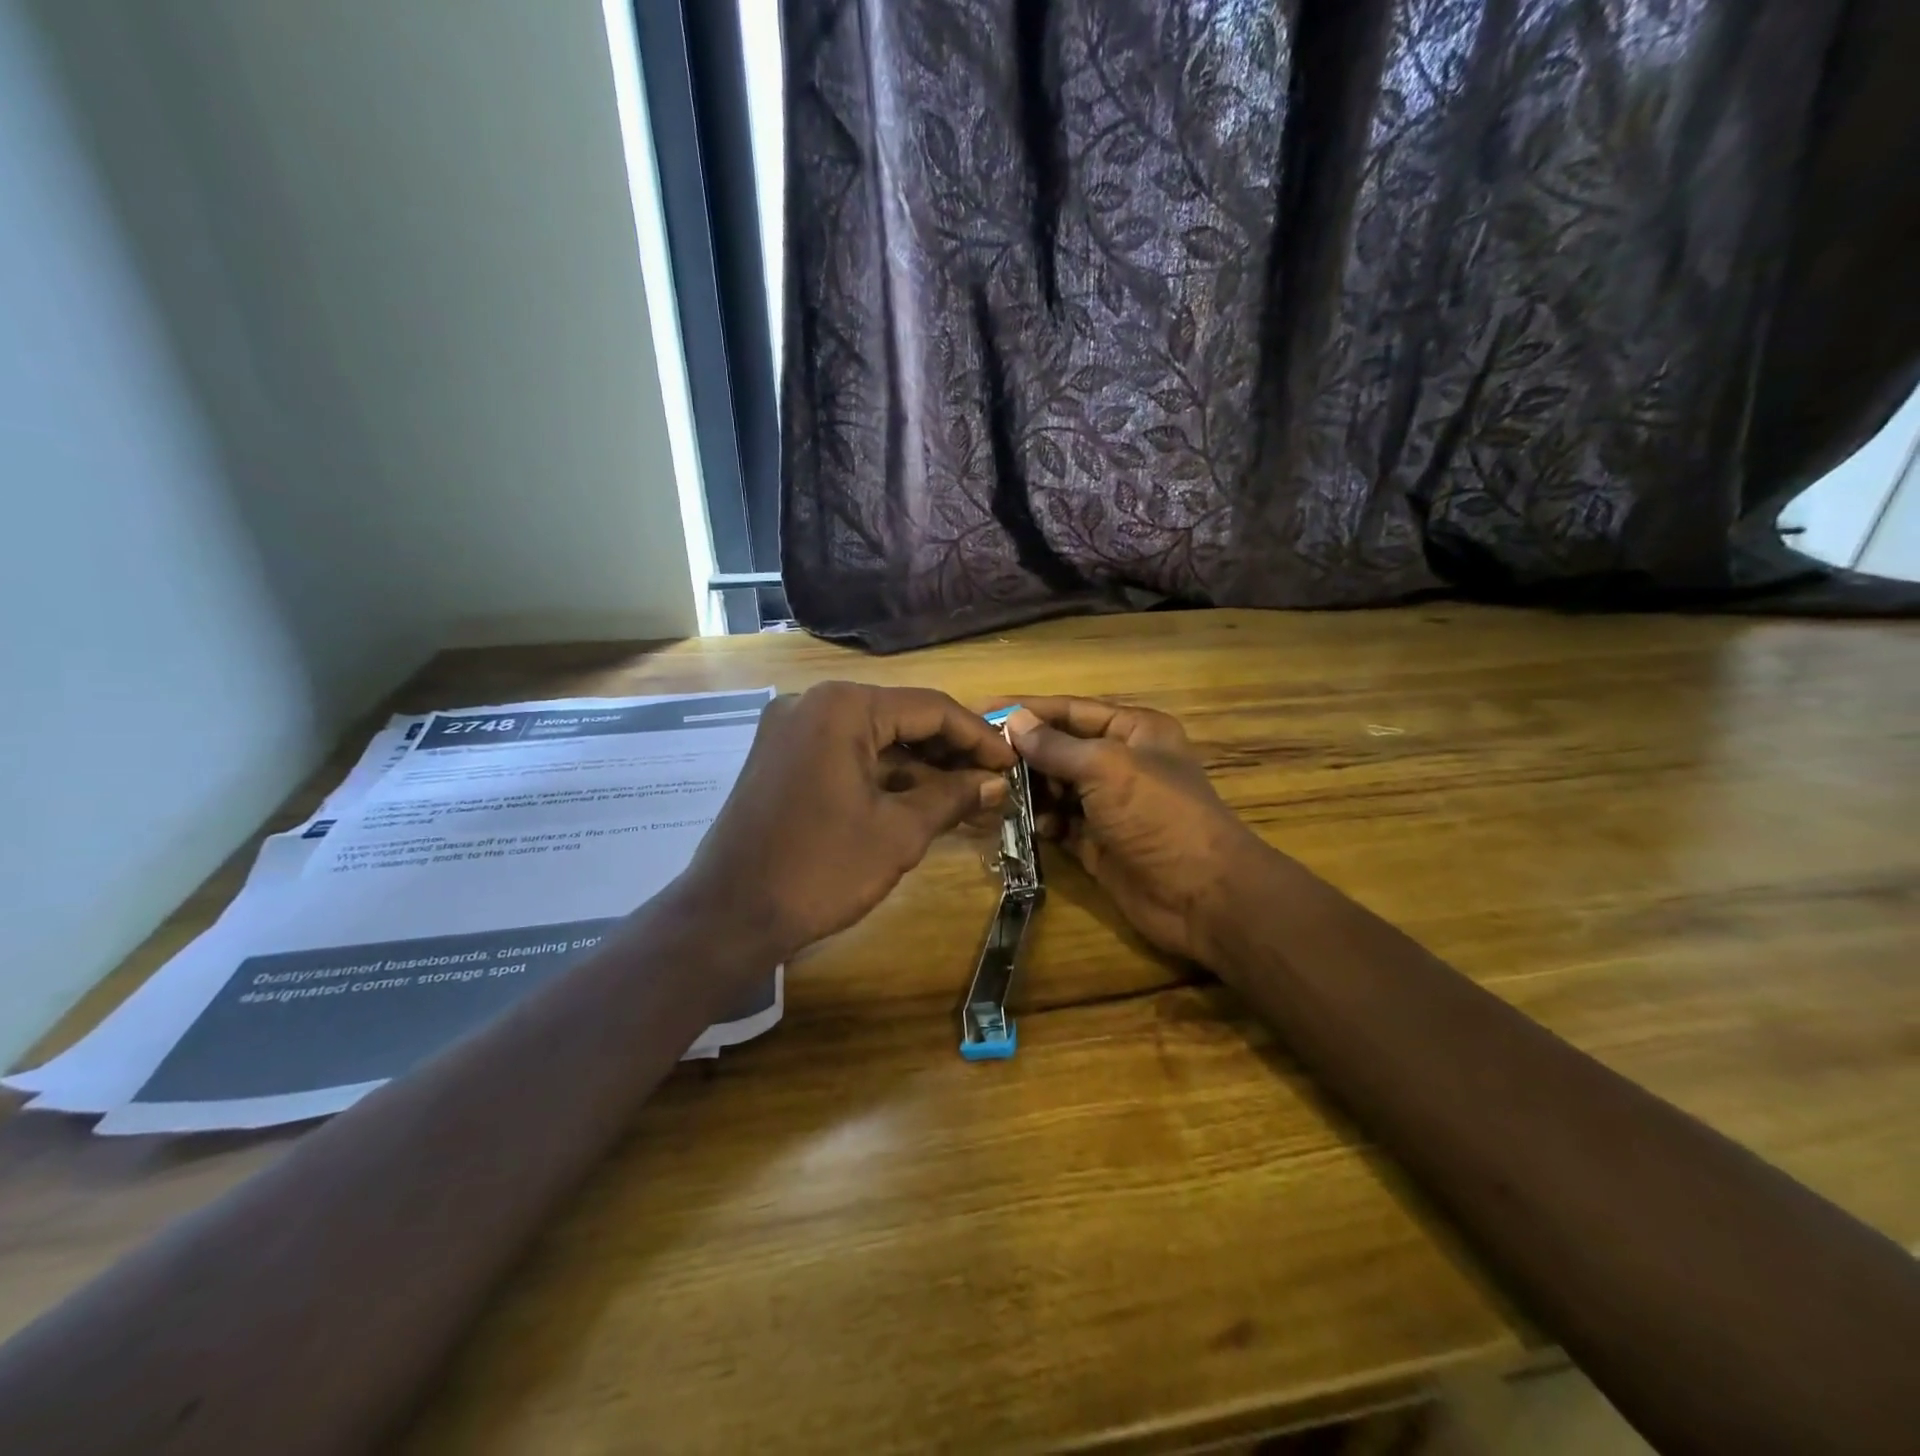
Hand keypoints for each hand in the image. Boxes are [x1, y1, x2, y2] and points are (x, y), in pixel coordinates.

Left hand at [678, 682, 1015, 961]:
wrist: (728, 915)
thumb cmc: (820, 869)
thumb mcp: (898, 833)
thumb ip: (952, 797)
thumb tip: (994, 783)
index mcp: (843, 707)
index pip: (930, 708)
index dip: (978, 736)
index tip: (1011, 763)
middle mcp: (814, 703)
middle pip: (900, 717)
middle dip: (948, 751)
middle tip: (991, 781)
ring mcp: (792, 729)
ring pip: (873, 737)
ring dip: (918, 765)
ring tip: (965, 794)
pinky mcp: (782, 757)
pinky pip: (845, 754)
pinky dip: (882, 774)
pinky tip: (918, 799)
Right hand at [1002, 698, 1273, 965]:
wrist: (1201, 895)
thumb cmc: (1158, 815)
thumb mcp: (1106, 768)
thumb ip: (1056, 746)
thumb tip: (1015, 721)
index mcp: (1133, 731)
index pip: (1070, 711)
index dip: (1027, 710)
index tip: (982, 711)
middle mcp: (1119, 762)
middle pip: (1059, 749)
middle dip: (1022, 754)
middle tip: (978, 760)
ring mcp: (1108, 805)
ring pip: (1055, 788)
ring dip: (1027, 790)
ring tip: (991, 792)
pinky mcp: (1097, 842)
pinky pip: (1058, 823)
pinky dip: (1040, 822)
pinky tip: (1018, 824)